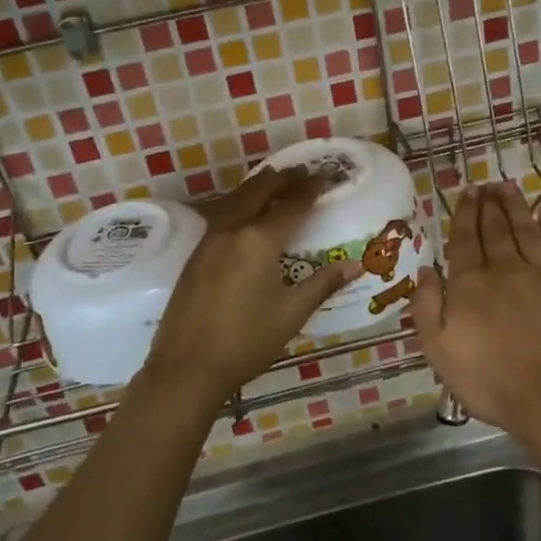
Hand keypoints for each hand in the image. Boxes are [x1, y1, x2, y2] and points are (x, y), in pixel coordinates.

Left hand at [139, 166, 358, 406]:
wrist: (186, 367)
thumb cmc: (245, 342)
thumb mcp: (291, 314)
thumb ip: (322, 284)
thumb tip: (354, 265)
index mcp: (259, 241)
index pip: (292, 205)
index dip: (311, 188)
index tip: (327, 176)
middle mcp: (232, 230)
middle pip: (259, 190)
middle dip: (283, 178)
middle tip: (302, 172)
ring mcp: (209, 240)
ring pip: (236, 199)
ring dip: (259, 187)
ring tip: (276, 182)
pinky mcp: (195, 254)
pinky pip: (222, 214)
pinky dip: (240, 203)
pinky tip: (246, 213)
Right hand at [413, 182, 540, 433]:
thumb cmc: (489, 380)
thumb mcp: (438, 350)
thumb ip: (426, 307)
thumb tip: (426, 270)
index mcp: (469, 283)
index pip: (465, 238)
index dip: (465, 213)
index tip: (467, 192)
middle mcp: (504, 268)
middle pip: (495, 227)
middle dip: (488, 203)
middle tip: (486, 184)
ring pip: (525, 228)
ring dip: (515, 205)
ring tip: (507, 187)